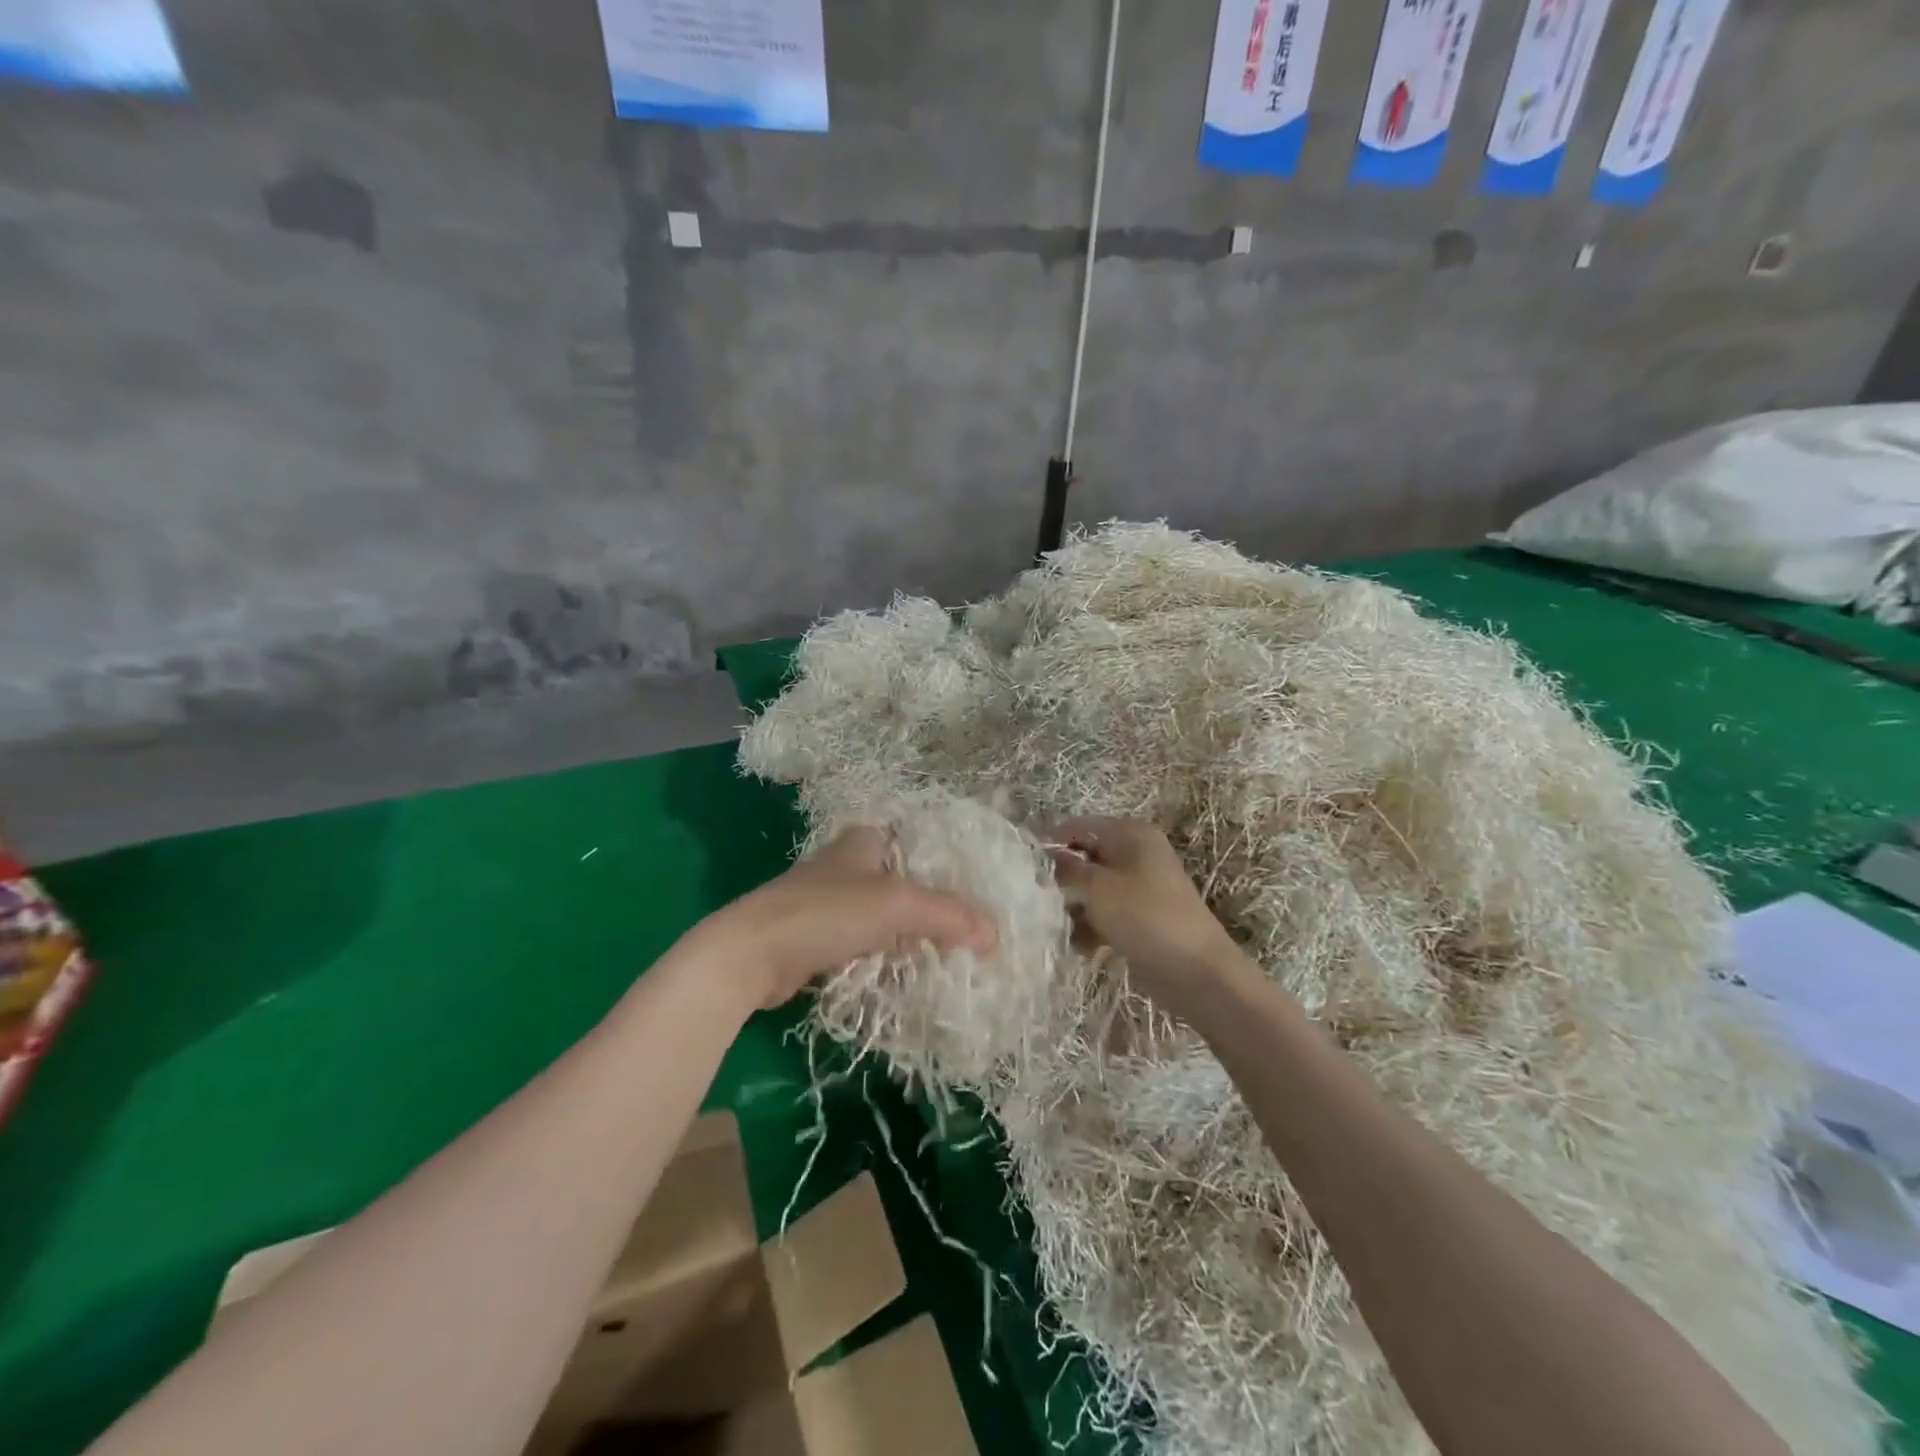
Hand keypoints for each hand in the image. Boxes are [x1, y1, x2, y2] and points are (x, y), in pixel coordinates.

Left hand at [694, 826, 997, 1011]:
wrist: (751, 954)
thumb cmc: (827, 912)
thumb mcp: (897, 905)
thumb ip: (948, 915)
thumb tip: (995, 935)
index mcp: (864, 840)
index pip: (919, 843)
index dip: (949, 865)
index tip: (979, 894)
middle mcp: (847, 863)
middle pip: (904, 880)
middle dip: (933, 905)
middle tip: (971, 931)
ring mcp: (829, 901)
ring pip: (884, 914)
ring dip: (910, 934)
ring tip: (949, 955)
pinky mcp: (816, 936)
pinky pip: (863, 942)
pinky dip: (884, 955)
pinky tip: (906, 972)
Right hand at [1047, 818, 1248, 1020]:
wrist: (1196, 972)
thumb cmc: (1145, 917)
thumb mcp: (1097, 887)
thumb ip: (1066, 868)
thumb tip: (1044, 857)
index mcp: (1129, 834)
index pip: (1077, 826)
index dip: (1048, 841)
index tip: (1018, 863)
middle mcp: (1134, 854)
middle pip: (1083, 857)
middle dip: (1059, 878)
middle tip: (1034, 898)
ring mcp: (1138, 887)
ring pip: (1090, 888)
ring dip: (1072, 906)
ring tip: (1057, 925)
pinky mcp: (1138, 917)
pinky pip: (1103, 914)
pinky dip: (1090, 927)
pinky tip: (1081, 946)